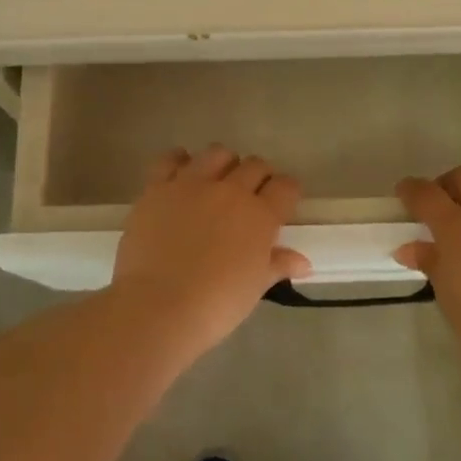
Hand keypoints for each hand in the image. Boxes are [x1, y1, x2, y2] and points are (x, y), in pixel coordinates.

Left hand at [111, 145, 310, 354]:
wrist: (159, 307)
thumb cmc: (216, 304)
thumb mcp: (254, 287)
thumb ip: (278, 265)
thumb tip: (303, 262)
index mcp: (260, 215)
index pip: (286, 187)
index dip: (287, 192)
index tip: (282, 203)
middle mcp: (230, 190)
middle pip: (254, 165)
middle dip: (258, 177)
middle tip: (250, 196)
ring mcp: (191, 184)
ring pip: (217, 153)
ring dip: (223, 163)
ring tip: (217, 182)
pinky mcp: (158, 188)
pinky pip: (170, 159)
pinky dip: (179, 162)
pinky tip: (181, 176)